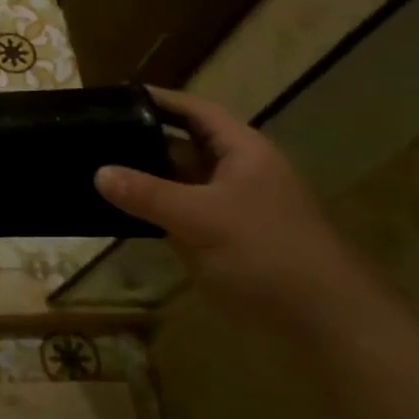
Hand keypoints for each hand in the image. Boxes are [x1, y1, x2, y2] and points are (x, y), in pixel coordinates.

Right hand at [93, 88, 378, 341]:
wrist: (324, 323)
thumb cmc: (266, 253)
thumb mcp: (200, 217)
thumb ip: (147, 194)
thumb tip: (99, 172)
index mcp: (243, 152)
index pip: (196, 112)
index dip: (160, 100)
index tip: (117, 95)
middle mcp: (237, 174)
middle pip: (184, 146)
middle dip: (143, 140)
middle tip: (94, 135)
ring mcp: (229, 210)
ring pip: (179, 184)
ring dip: (144, 179)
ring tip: (94, 169)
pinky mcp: (222, 242)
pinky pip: (179, 216)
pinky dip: (152, 212)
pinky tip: (118, 213)